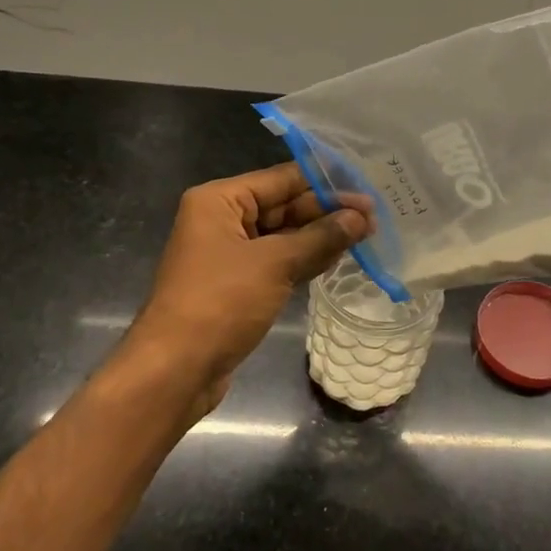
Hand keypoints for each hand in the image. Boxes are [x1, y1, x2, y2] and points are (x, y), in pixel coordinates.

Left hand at [129, 164, 373, 414]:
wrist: (175, 370)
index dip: (326, 183)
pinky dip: (306, 259)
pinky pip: (278, 262)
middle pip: (284, 206)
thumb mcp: (275, 264)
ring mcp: (229, 254)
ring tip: (367, 235)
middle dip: (327, 212)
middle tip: (374, 218)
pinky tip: (339, 257)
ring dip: (321, 236)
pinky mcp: (238, 285)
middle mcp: (222, 219)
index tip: (366, 188)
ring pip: (284, 236)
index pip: (282, 179)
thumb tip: (360, 217)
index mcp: (220, 200)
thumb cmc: (220, 303)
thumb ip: (320, 237)